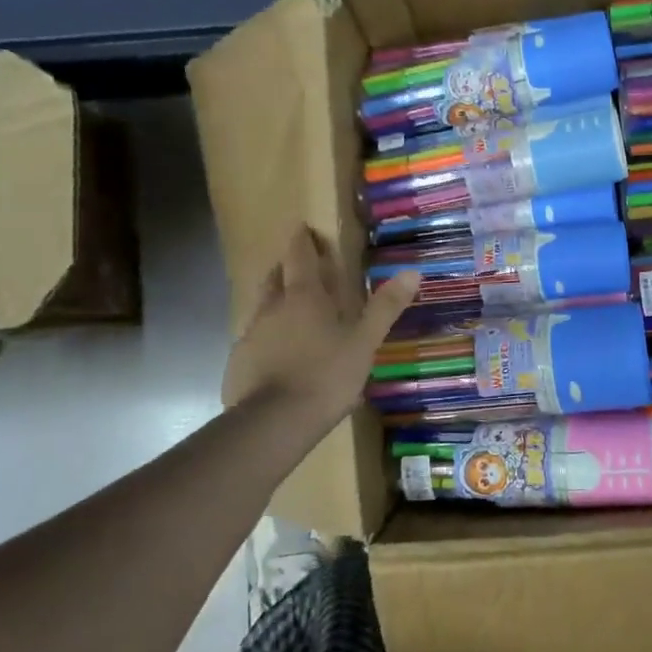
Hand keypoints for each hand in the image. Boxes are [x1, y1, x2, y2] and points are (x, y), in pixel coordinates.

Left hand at [227, 226, 419, 442]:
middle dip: (284, 268)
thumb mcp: (365, 342)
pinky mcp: (238, 363)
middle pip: (274, 278)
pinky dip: (266, 338)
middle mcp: (272, 309)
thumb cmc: (327, 375)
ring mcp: (250, 335)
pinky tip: (276, 355)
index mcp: (304, 297)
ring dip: (273, 303)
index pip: (300, 257)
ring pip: (260, 308)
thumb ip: (385, 307)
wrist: (274, 421)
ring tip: (288, 311)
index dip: (302, 242)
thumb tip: (412, 271)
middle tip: (296, 266)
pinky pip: (253, 340)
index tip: (303, 229)